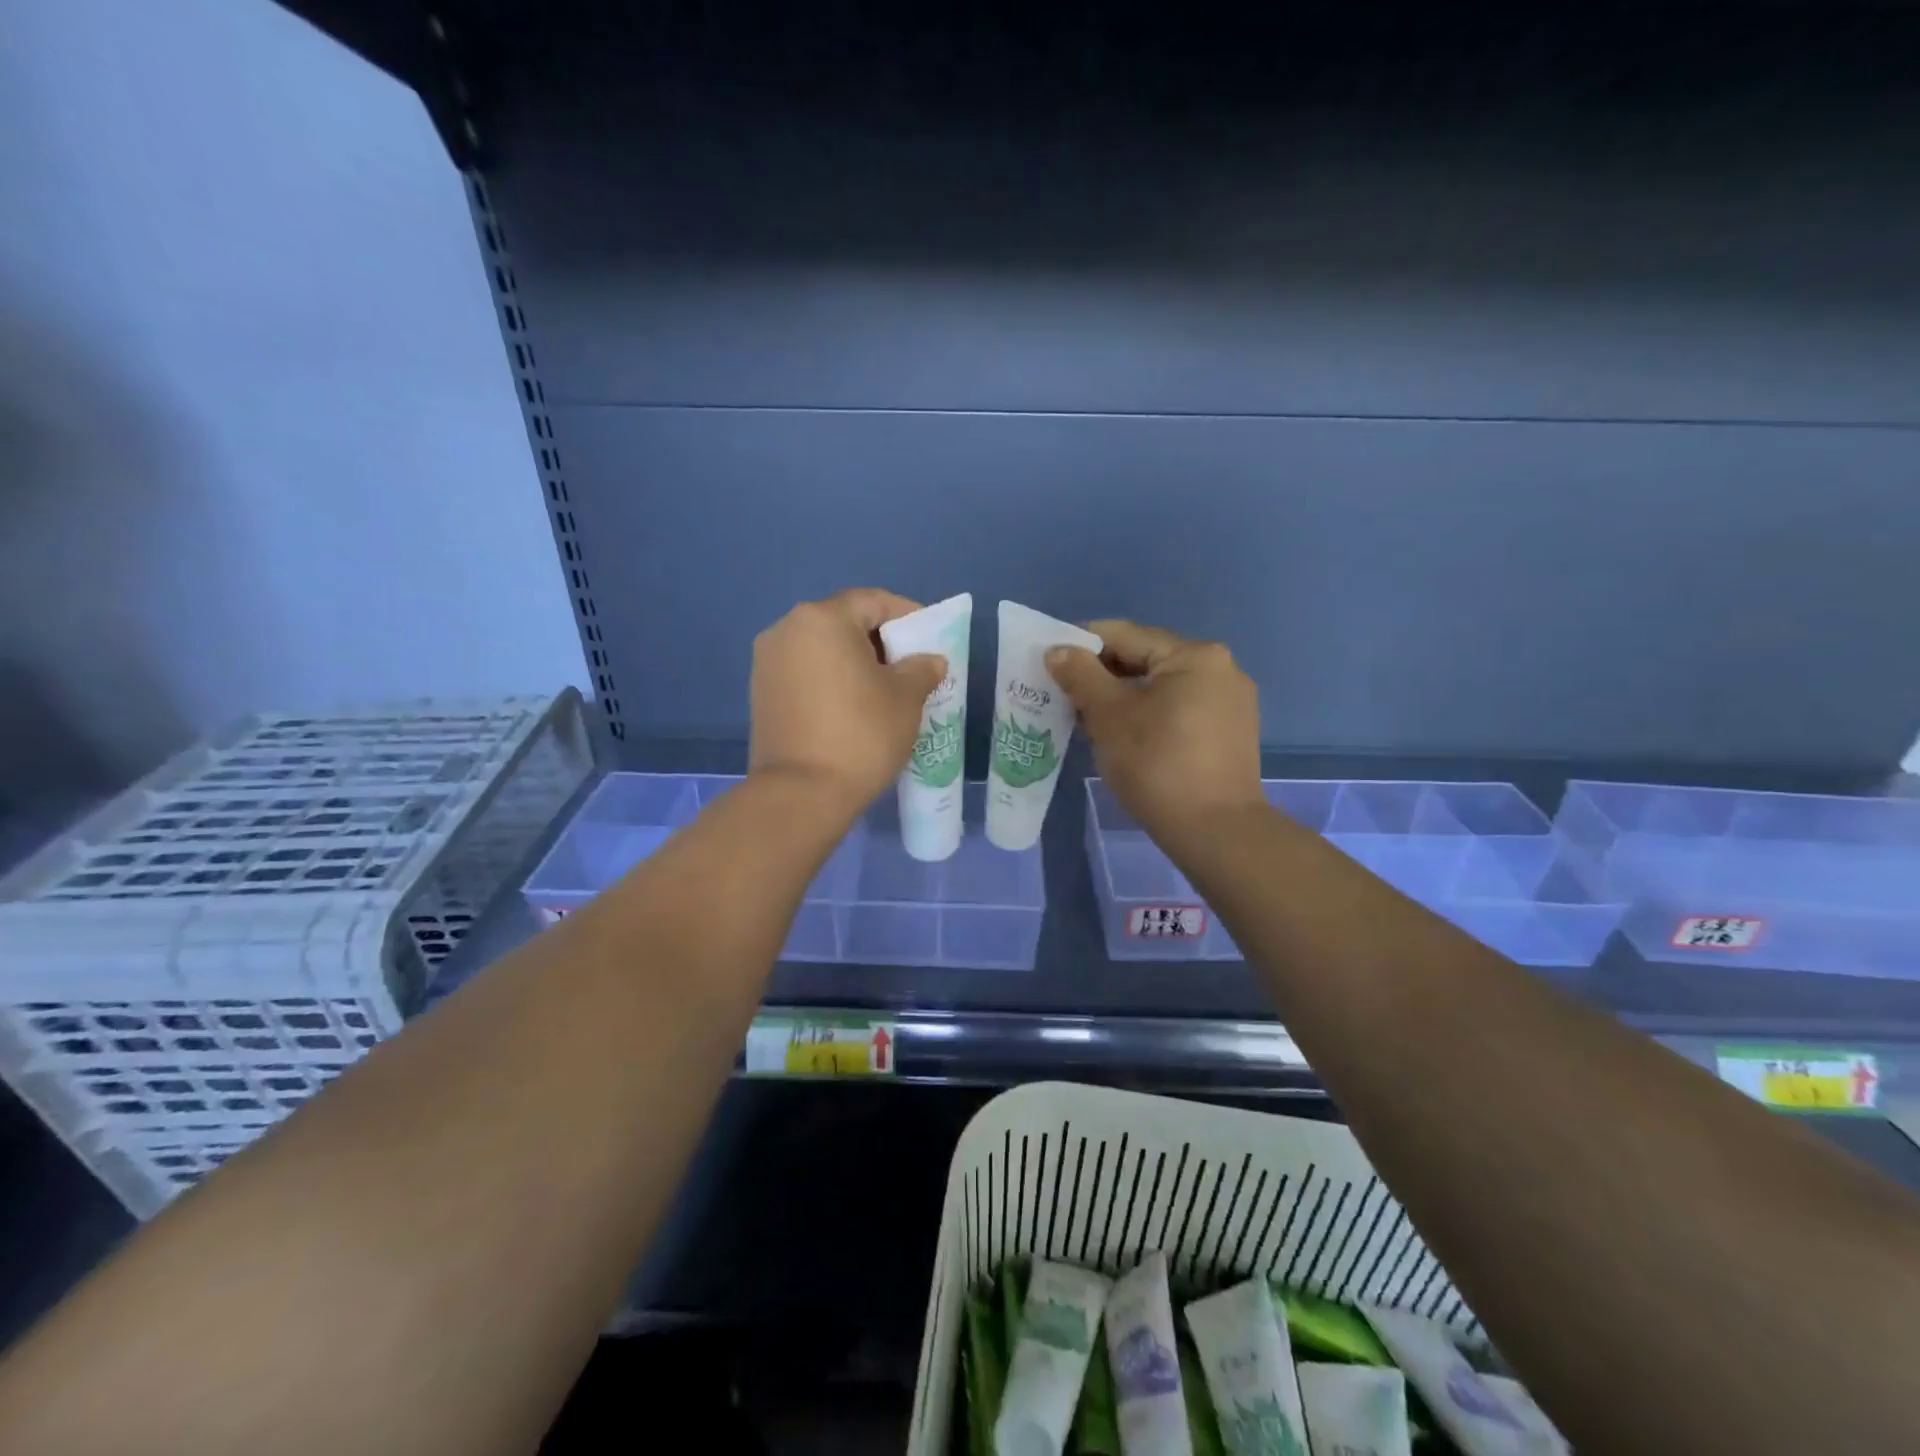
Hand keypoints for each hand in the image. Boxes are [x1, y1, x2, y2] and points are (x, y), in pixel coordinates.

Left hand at [749, 589, 946, 819]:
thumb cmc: (860, 734)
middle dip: (880, 640)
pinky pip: (805, 673)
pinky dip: (831, 680)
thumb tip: (929, 661)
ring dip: (854, 662)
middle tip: (910, 666)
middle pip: (844, 622)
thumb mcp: (906, 698)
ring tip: (884, 689)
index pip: (873, 601)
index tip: (930, 639)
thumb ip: (921, 669)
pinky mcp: (760, 693)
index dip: (907, 615)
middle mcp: (787, 629)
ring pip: (822, 649)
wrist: (800, 794)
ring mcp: (768, 662)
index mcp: (822, 619)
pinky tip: (852, 707)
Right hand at [1046, 620, 1263, 840]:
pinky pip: (1179, 708)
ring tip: (1089, 718)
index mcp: (1194, 655)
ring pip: (1161, 685)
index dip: (1081, 644)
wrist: (1216, 831)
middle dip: (1102, 674)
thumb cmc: (1158, 765)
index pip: (1124, 634)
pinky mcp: (1230, 731)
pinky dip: (1148, 714)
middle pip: (1146, 658)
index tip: (1050, 662)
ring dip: (1123, 696)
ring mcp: (1230, 701)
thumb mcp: (1109, 716)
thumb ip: (1080, 675)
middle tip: (1064, 694)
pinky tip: (1125, 736)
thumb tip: (1057, 650)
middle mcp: (1219, 668)